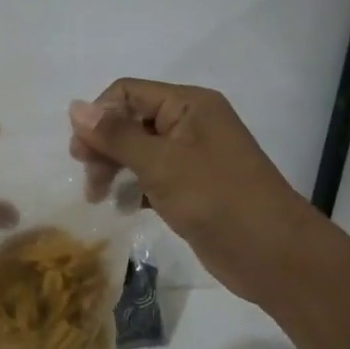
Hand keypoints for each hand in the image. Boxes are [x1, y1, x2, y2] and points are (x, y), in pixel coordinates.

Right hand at [69, 80, 316, 305]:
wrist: (275, 255)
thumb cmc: (216, 198)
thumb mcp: (160, 163)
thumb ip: (115, 135)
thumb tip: (74, 106)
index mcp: (189, 104)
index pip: (128, 92)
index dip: (100, 116)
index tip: (81, 152)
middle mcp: (191, 123)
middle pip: (131, 120)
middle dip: (104, 145)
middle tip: (88, 177)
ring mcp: (193, 156)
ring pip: (139, 150)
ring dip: (115, 168)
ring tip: (99, 197)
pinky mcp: (193, 187)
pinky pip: (153, 176)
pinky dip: (135, 188)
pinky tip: (124, 207)